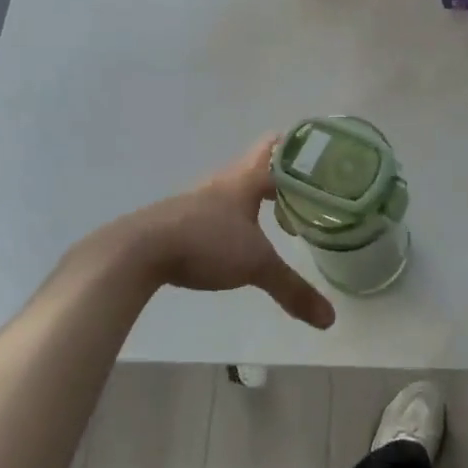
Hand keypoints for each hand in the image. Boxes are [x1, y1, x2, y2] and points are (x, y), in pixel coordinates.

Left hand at [126, 136, 335, 328]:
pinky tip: (236, 238)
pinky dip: (232, 217)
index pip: (276, 148)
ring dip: (254, 196)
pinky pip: (215, 209)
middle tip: (307, 189)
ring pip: (234, 188)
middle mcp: (222, 182)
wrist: (138, 251)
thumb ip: (292, 289)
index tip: (320, 154)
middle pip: (255, 165)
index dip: (298, 148)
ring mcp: (197, 200)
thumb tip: (329, 319)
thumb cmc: (205, 243)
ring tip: (277, 214)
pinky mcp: (179, 219)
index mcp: (245, 179)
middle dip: (280, 175)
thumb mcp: (255, 266)